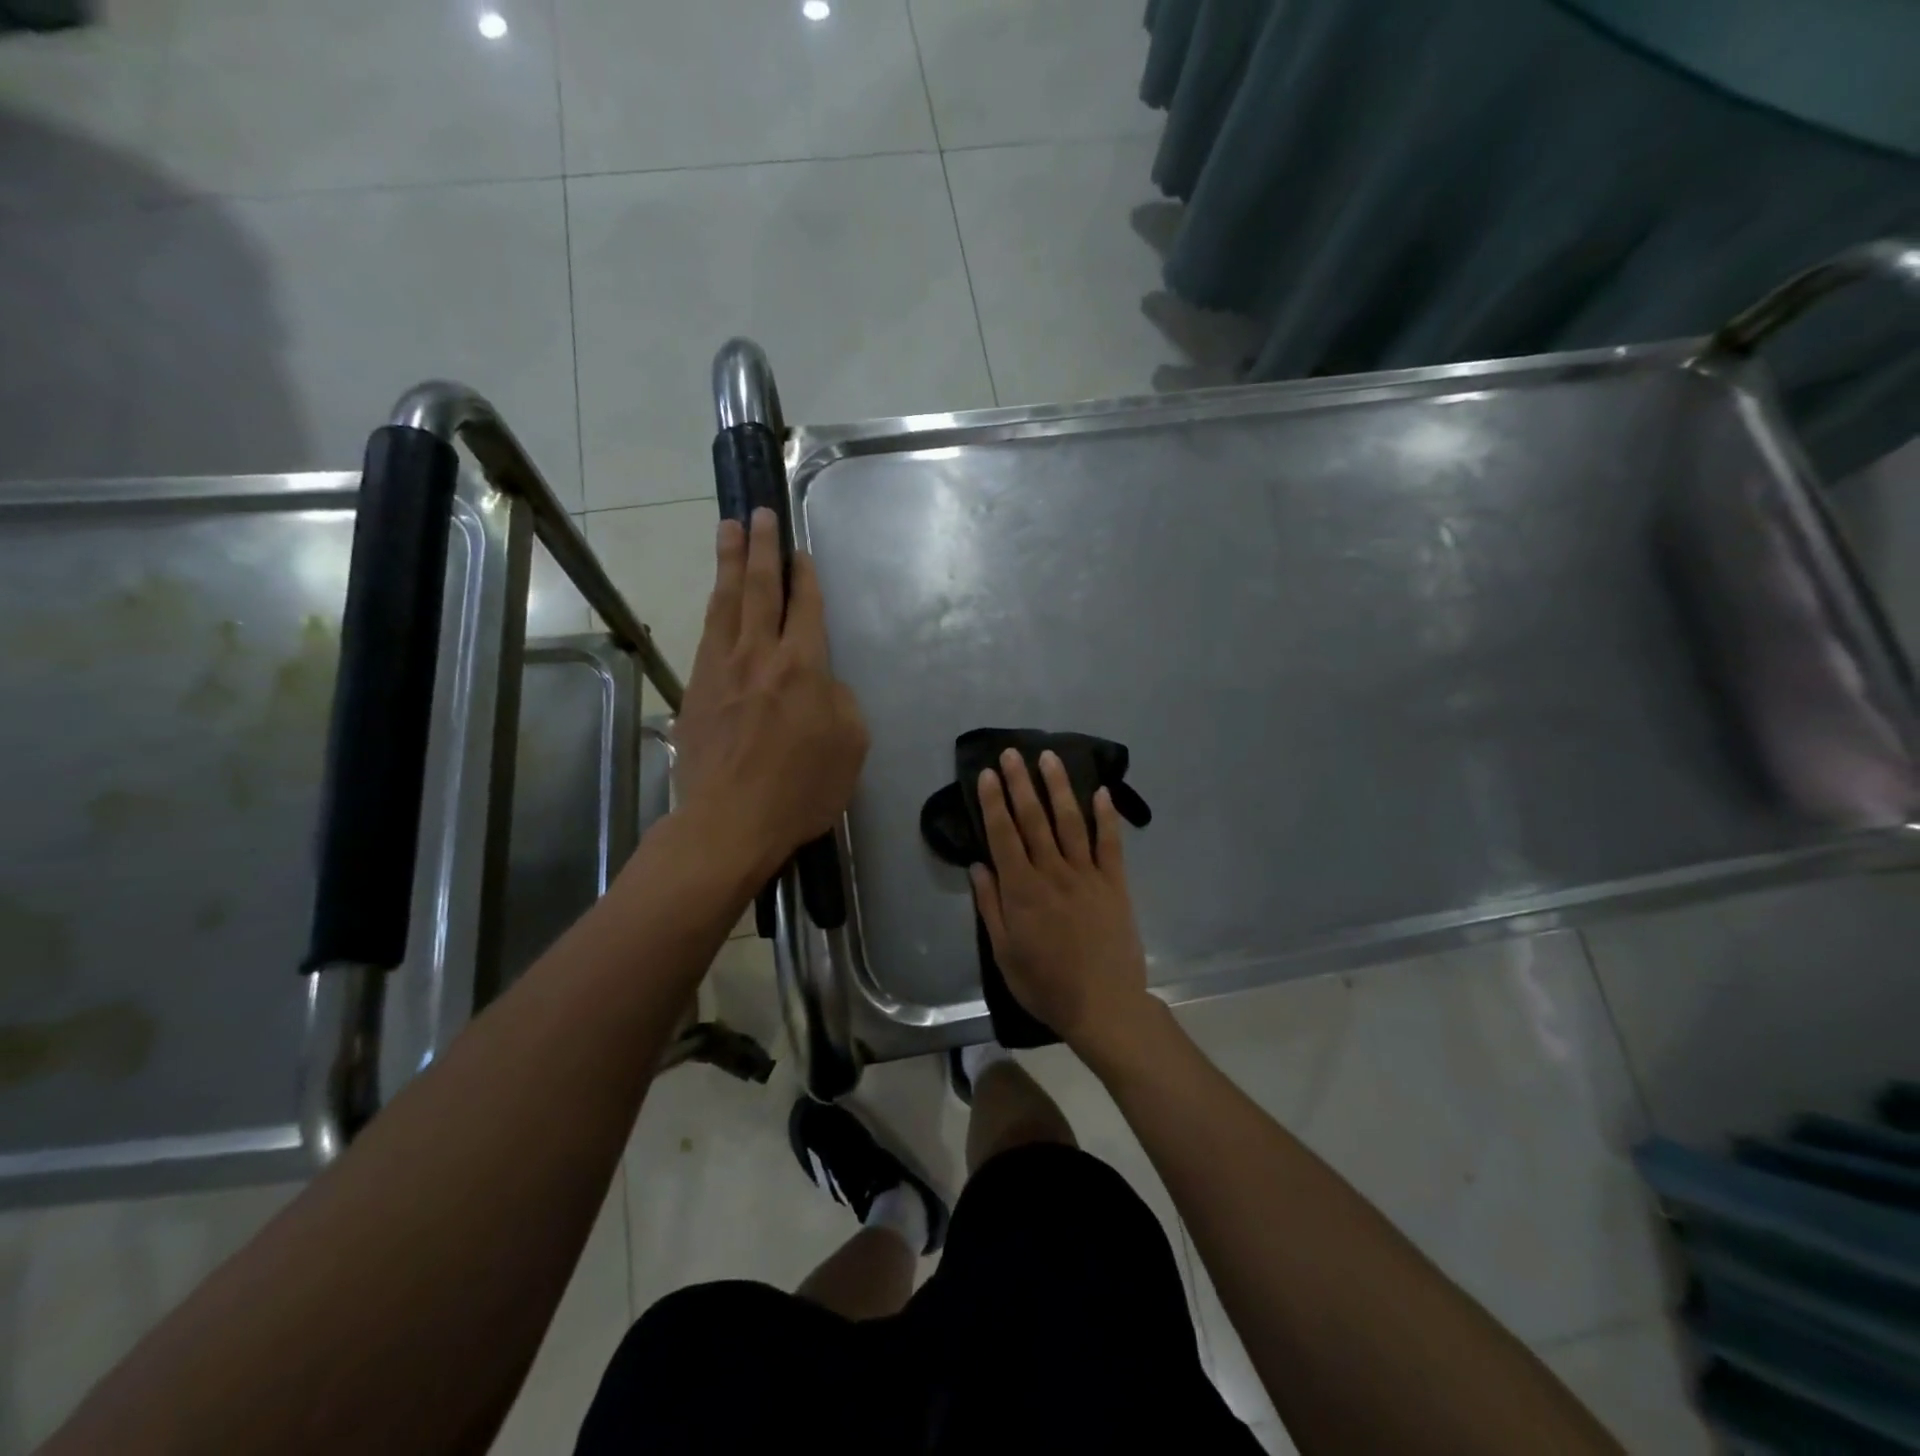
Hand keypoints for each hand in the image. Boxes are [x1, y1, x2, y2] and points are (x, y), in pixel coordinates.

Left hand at [672, 509, 868, 881]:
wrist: (729, 821)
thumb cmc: (801, 789)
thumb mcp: (850, 746)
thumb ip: (840, 700)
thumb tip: (821, 681)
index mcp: (803, 666)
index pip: (805, 607)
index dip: (804, 575)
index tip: (800, 551)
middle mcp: (759, 655)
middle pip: (760, 588)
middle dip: (762, 548)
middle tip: (760, 512)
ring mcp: (721, 669)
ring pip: (726, 602)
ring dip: (729, 562)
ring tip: (730, 529)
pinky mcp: (695, 689)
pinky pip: (708, 633)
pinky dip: (715, 606)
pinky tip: (717, 598)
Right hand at [970, 749, 1160, 1063]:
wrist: (1103, 1005)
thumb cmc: (1046, 984)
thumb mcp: (1004, 952)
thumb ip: (991, 906)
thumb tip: (978, 865)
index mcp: (1022, 890)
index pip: (1004, 835)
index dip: (994, 802)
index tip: (987, 774)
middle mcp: (1053, 872)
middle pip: (1034, 819)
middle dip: (1021, 783)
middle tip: (1012, 753)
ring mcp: (1088, 875)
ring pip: (1070, 822)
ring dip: (1059, 787)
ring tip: (1049, 758)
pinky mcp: (1115, 883)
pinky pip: (1110, 844)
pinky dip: (1106, 816)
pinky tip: (1101, 792)